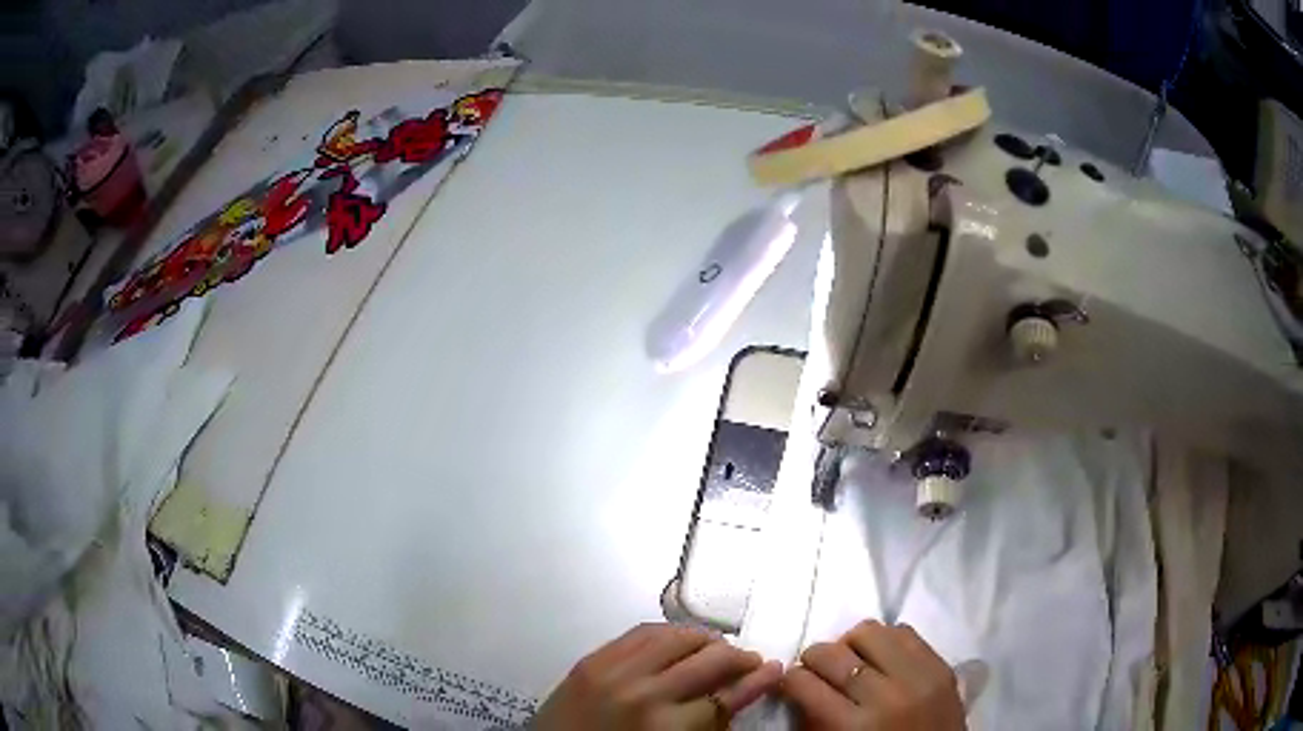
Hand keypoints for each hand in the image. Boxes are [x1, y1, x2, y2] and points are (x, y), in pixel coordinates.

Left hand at [532, 622, 782, 729]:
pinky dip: (669, 632)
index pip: (726, 697)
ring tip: (717, 648)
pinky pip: (641, 632)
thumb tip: (734, 699)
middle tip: (750, 661)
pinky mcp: (592, 659)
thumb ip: (704, 728)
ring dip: (706, 640)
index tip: (776, 670)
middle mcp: (647, 693)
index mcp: (667, 728)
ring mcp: (616, 671)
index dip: (757, 682)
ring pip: (678, 638)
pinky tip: (680, 639)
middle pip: (710, 661)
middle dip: (738, 658)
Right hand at [782, 621, 964, 730]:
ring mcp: (919, 676)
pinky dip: (885, 640)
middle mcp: (886, 695)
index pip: (805, 683)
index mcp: (854, 727)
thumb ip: (815, 720)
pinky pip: (904, 632)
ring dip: (849, 644)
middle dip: (813, 658)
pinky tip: (880, 657)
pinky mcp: (941, 665)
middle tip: (814, 669)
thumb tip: (796, 687)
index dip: (790, 679)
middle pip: (834, 654)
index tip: (790, 682)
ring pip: (869, 632)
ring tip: (849, 659)